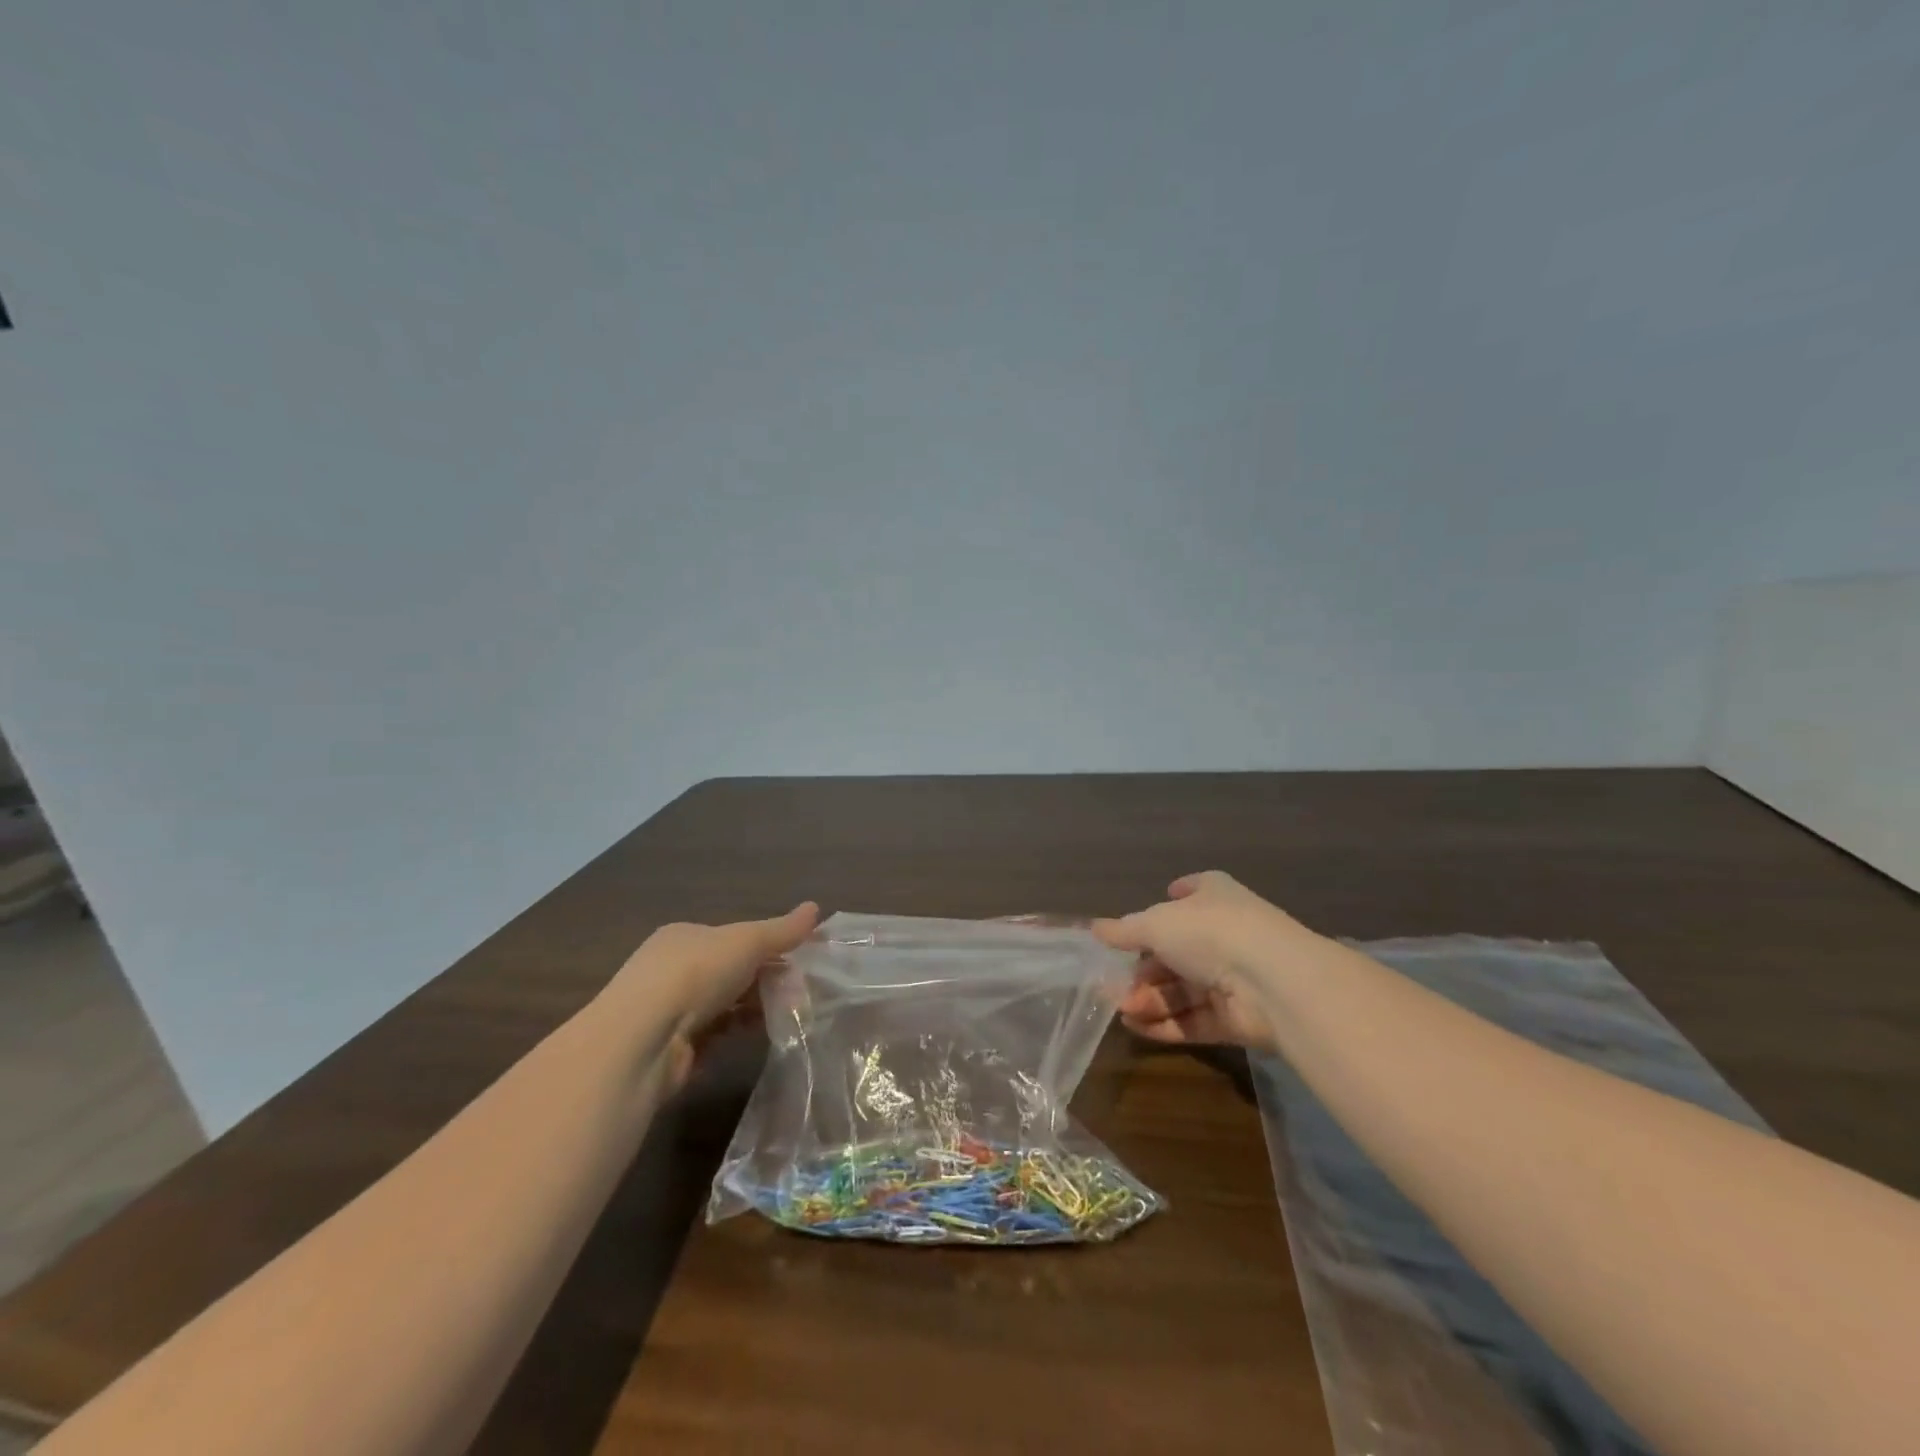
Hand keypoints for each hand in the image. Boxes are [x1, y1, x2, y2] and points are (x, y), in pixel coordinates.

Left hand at [608, 902, 818, 1087]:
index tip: (799, 960)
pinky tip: (760, 1035)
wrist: (643, 1041)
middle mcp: (671, 969)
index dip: (767, 946)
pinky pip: (714, 1034)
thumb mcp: (747, 941)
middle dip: (764, 979)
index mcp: (684, 935)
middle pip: (730, 971)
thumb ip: (781, 930)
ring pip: (724, 1004)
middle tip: (800, 991)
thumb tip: (816, 907)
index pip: (732, 937)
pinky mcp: (671, 1048)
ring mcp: (668, 1010)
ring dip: (754, 1007)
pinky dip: (737, 1033)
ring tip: (789, 1014)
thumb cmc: (695, 974)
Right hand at [1093, 872, 1310, 1051]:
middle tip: (1113, 987)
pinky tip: (1136, 1027)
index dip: (1170, 901)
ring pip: (1182, 989)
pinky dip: (1165, 1023)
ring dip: (1150, 999)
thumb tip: (1094, 927)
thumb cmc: (1209, 933)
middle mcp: (1226, 933)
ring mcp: (1234, 977)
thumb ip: (1124, 930)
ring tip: (1121, 1010)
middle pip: (1177, 952)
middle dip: (1143, 971)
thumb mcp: (1156, 924)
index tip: (1143, 920)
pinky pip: (1194, 1019)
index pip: (1191, 893)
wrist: (1271, 982)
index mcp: (1214, 897)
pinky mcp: (1237, 1018)